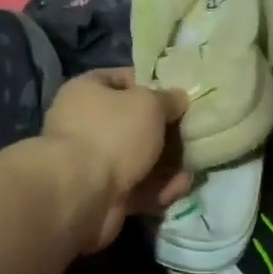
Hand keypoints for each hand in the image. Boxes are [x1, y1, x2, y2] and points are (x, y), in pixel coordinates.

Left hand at [43, 70, 191, 251]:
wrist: (80, 193)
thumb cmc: (112, 133)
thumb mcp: (149, 104)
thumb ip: (168, 99)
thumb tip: (178, 99)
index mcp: (87, 91)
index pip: (123, 79)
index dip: (152, 85)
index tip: (179, 96)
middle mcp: (85, 123)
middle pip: (134, 123)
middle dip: (165, 132)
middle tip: (192, 135)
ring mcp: (92, 161)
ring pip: (138, 158)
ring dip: (166, 164)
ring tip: (191, 168)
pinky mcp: (102, 193)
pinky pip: (136, 186)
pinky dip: (157, 188)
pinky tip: (178, 189)